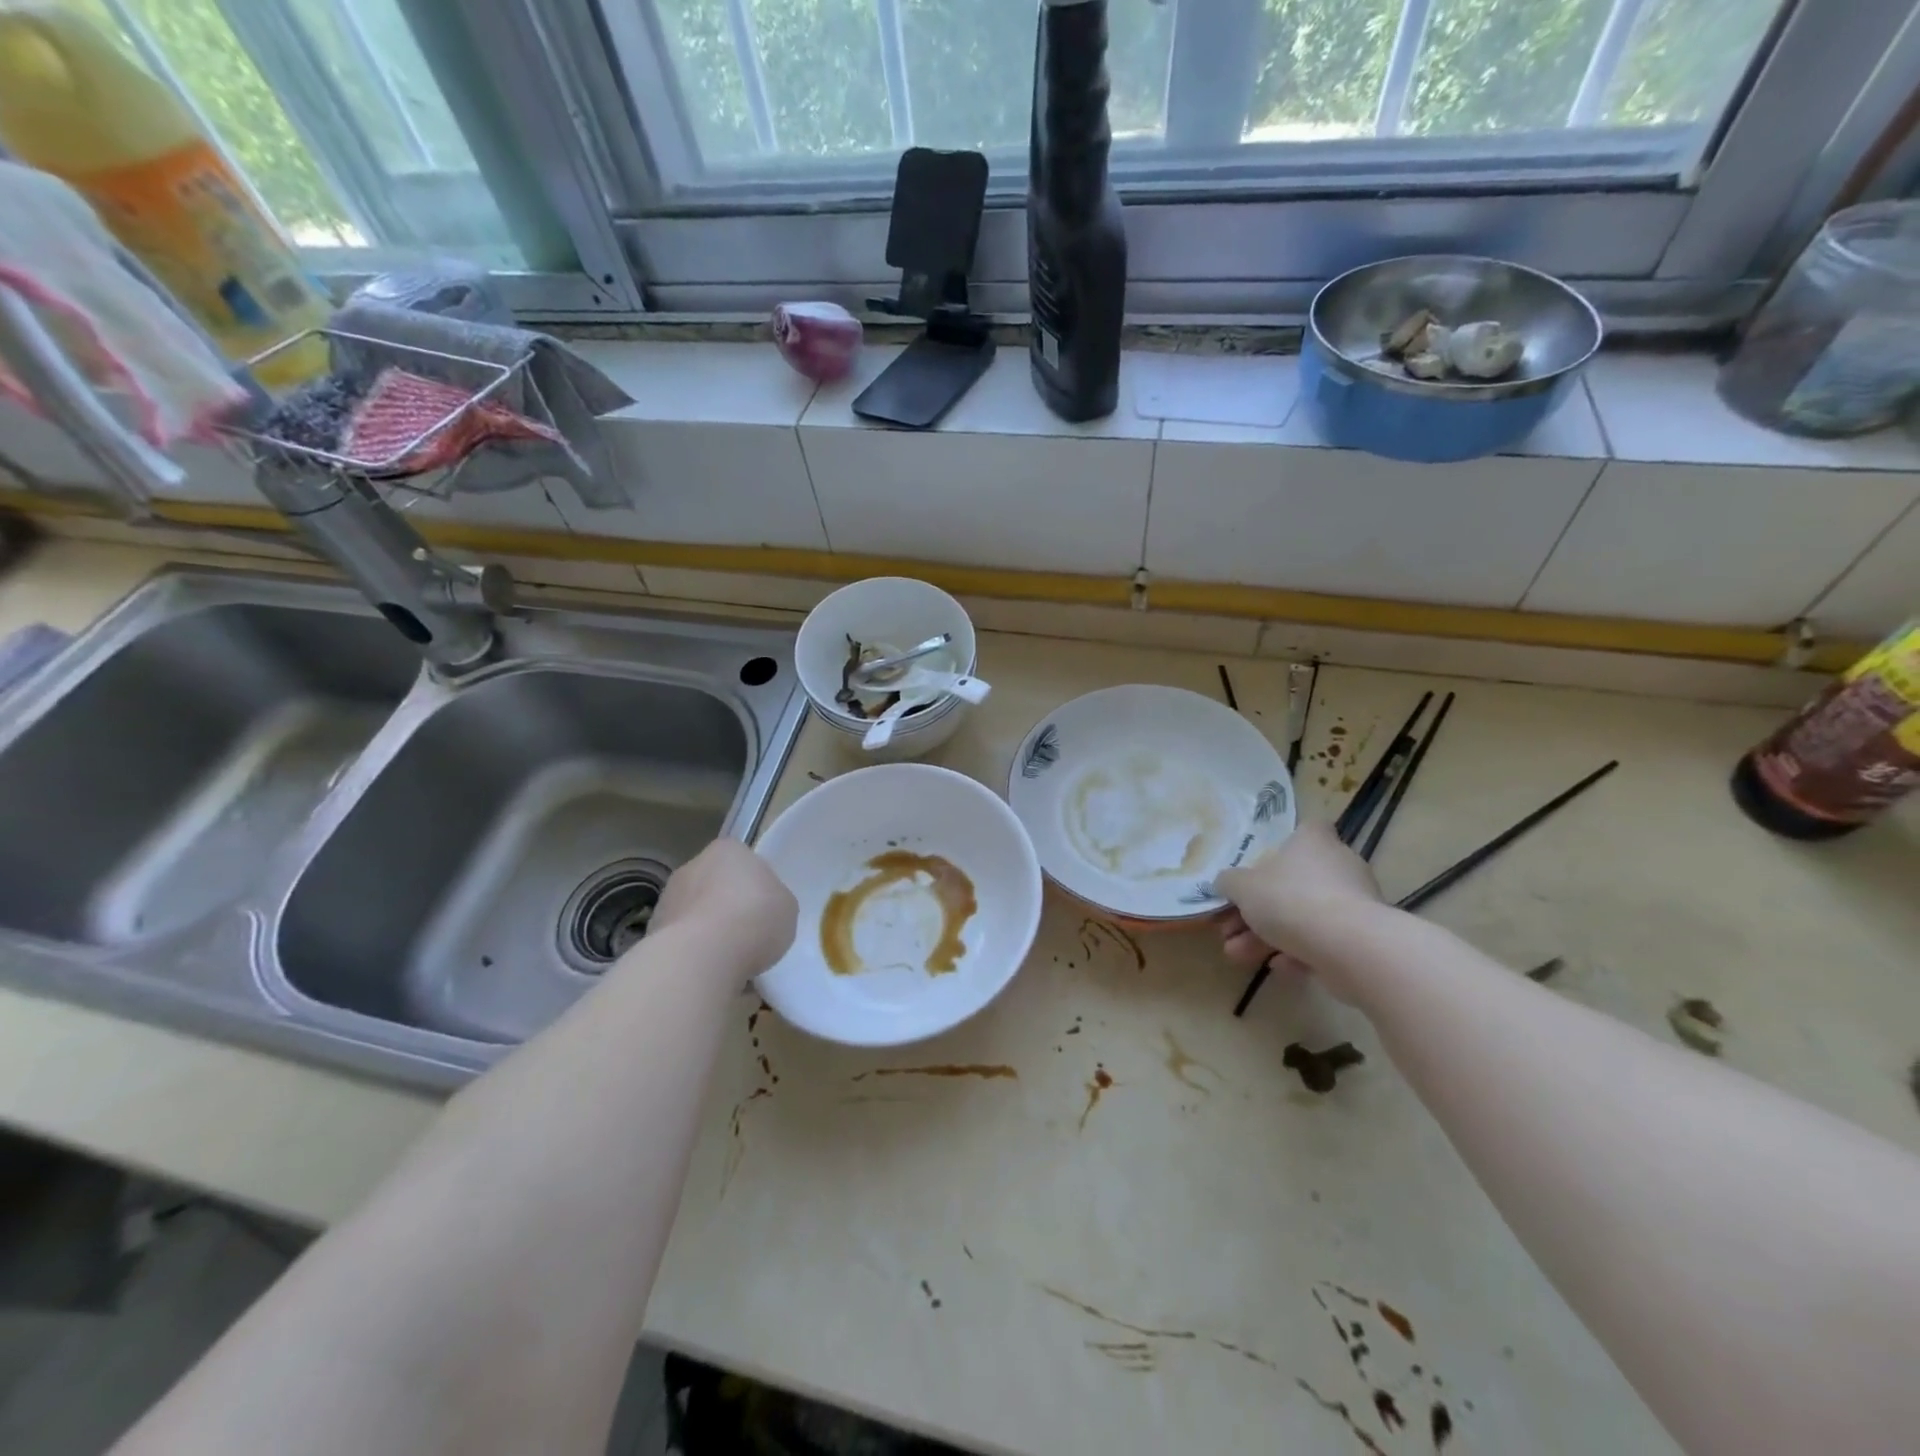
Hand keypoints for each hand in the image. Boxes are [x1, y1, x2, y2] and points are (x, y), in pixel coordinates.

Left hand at [647, 839, 797, 977]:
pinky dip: (693, 953)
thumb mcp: (786, 906)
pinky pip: (682, 941)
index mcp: (728, 850)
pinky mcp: (651, 932)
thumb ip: (773, 899)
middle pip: (716, 885)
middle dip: (728, 906)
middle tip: (749, 934)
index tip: (765, 909)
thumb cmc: (754, 918)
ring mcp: (667, 898)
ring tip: (730, 960)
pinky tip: (709, 971)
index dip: (756, 885)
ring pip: (696, 913)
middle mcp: (692, 866)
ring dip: (709, 930)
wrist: (701, 957)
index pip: (744, 861)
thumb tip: (761, 908)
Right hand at [1214, 823, 1383, 999]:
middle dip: (1258, 909)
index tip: (1261, 866)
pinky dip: (1298, 953)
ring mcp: (1354, 903)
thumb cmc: (1291, 900)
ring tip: (1238, 956)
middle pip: (1294, 882)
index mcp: (1313, 842)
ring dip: (1267, 936)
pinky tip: (1277, 967)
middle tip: (1229, 928)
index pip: (1306, 830)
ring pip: (1304, 916)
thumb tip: (1226, 883)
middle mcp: (1339, 866)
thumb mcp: (1243, 887)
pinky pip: (1322, 941)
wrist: (1348, 948)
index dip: (1284, 845)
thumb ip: (1229, 882)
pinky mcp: (1362, 938)